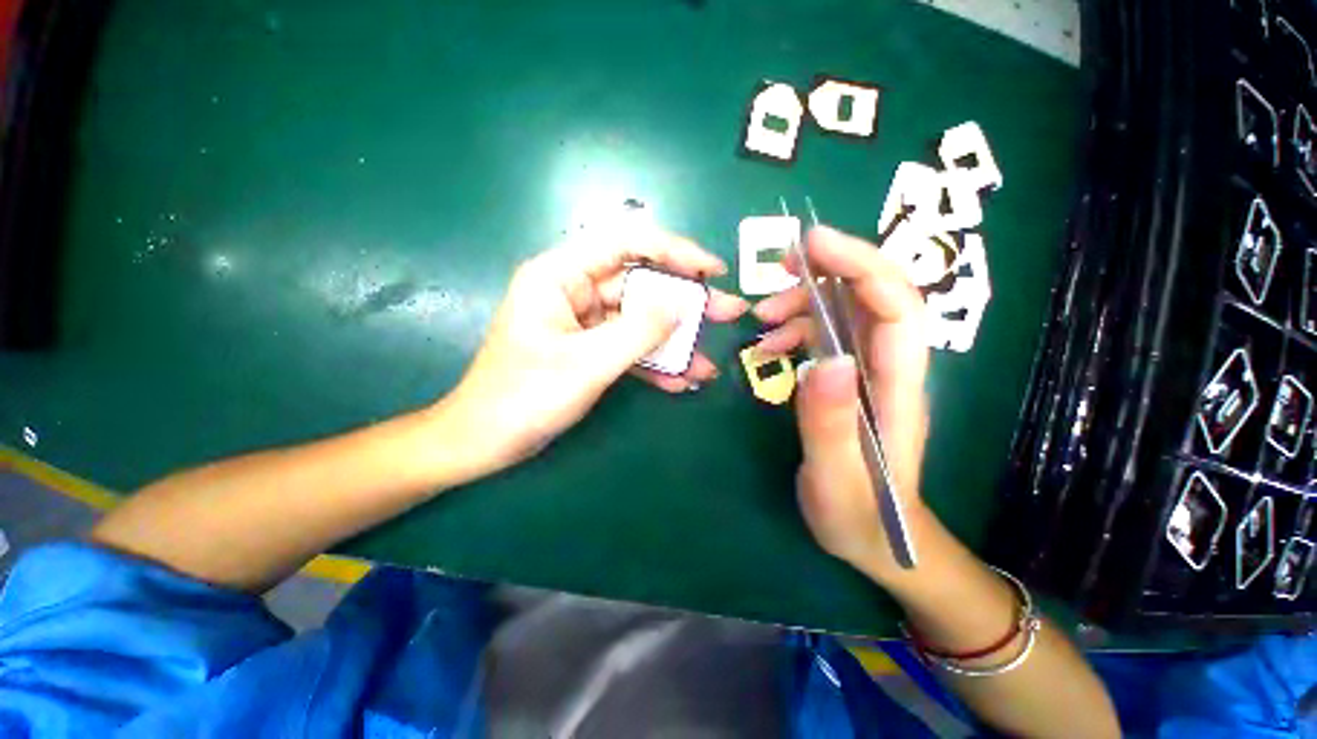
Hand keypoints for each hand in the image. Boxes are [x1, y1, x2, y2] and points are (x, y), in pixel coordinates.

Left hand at [440, 230, 748, 476]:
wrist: (486, 443)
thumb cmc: (524, 397)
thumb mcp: (587, 363)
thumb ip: (638, 331)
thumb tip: (682, 304)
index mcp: (561, 275)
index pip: (626, 243)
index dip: (674, 250)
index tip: (712, 271)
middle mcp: (575, 291)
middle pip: (641, 286)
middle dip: (685, 304)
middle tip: (729, 314)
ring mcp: (585, 323)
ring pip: (640, 322)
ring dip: (674, 343)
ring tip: (708, 366)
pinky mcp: (591, 350)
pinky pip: (629, 349)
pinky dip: (654, 364)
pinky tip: (681, 382)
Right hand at [752, 226, 930, 581]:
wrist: (877, 539)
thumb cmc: (862, 515)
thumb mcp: (838, 476)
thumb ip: (831, 421)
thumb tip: (826, 358)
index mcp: (897, 386)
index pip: (895, 305)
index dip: (860, 265)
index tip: (812, 243)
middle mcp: (889, 368)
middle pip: (875, 295)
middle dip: (832, 268)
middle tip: (781, 267)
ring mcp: (868, 372)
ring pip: (847, 311)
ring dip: (805, 301)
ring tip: (761, 319)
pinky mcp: (848, 380)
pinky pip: (827, 335)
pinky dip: (797, 328)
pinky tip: (769, 344)